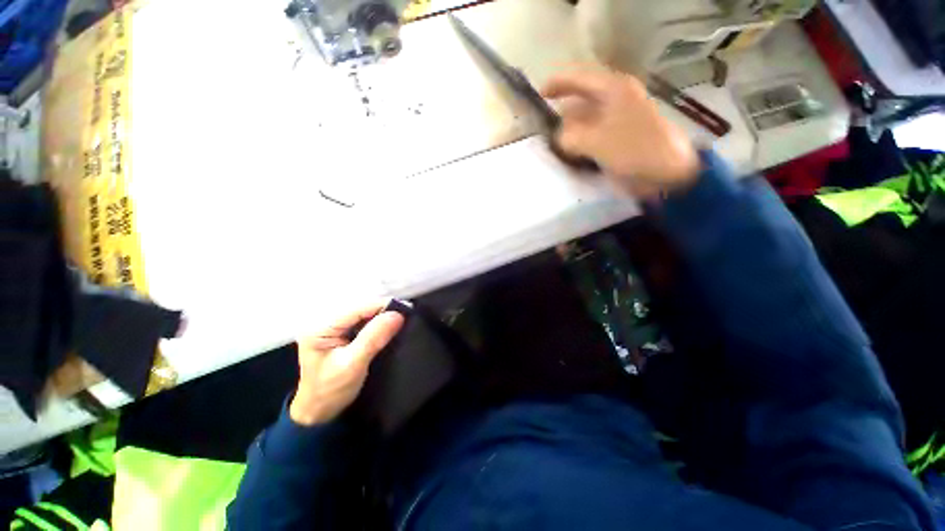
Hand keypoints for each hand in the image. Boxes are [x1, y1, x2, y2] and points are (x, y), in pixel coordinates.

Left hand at [290, 301, 404, 425]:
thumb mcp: (353, 365)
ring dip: (382, 316)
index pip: (356, 308)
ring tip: (401, 319)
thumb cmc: (331, 391)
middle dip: (383, 310)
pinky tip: (388, 326)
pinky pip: (363, 321)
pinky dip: (377, 323)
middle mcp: (325, 321)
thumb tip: (397, 315)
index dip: (382, 306)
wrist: (319, 411)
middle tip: (406, 315)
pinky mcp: (340, 332)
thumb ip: (374, 338)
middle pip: (360, 308)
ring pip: (363, 313)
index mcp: (320, 328)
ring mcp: (332, 326)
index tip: (406, 309)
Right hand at [541, 69, 700, 197]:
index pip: (579, 78)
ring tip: (557, 147)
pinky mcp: (618, 136)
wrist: (667, 172)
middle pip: (580, 101)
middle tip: (547, 133)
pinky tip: (572, 154)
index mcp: (613, 90)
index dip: (557, 84)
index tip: (539, 95)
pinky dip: (580, 142)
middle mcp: (615, 99)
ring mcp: (617, 119)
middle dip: (562, 116)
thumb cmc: (635, 150)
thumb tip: (558, 137)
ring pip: (585, 120)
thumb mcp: (597, 142)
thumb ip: (570, 137)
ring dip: (570, 132)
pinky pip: (591, 135)